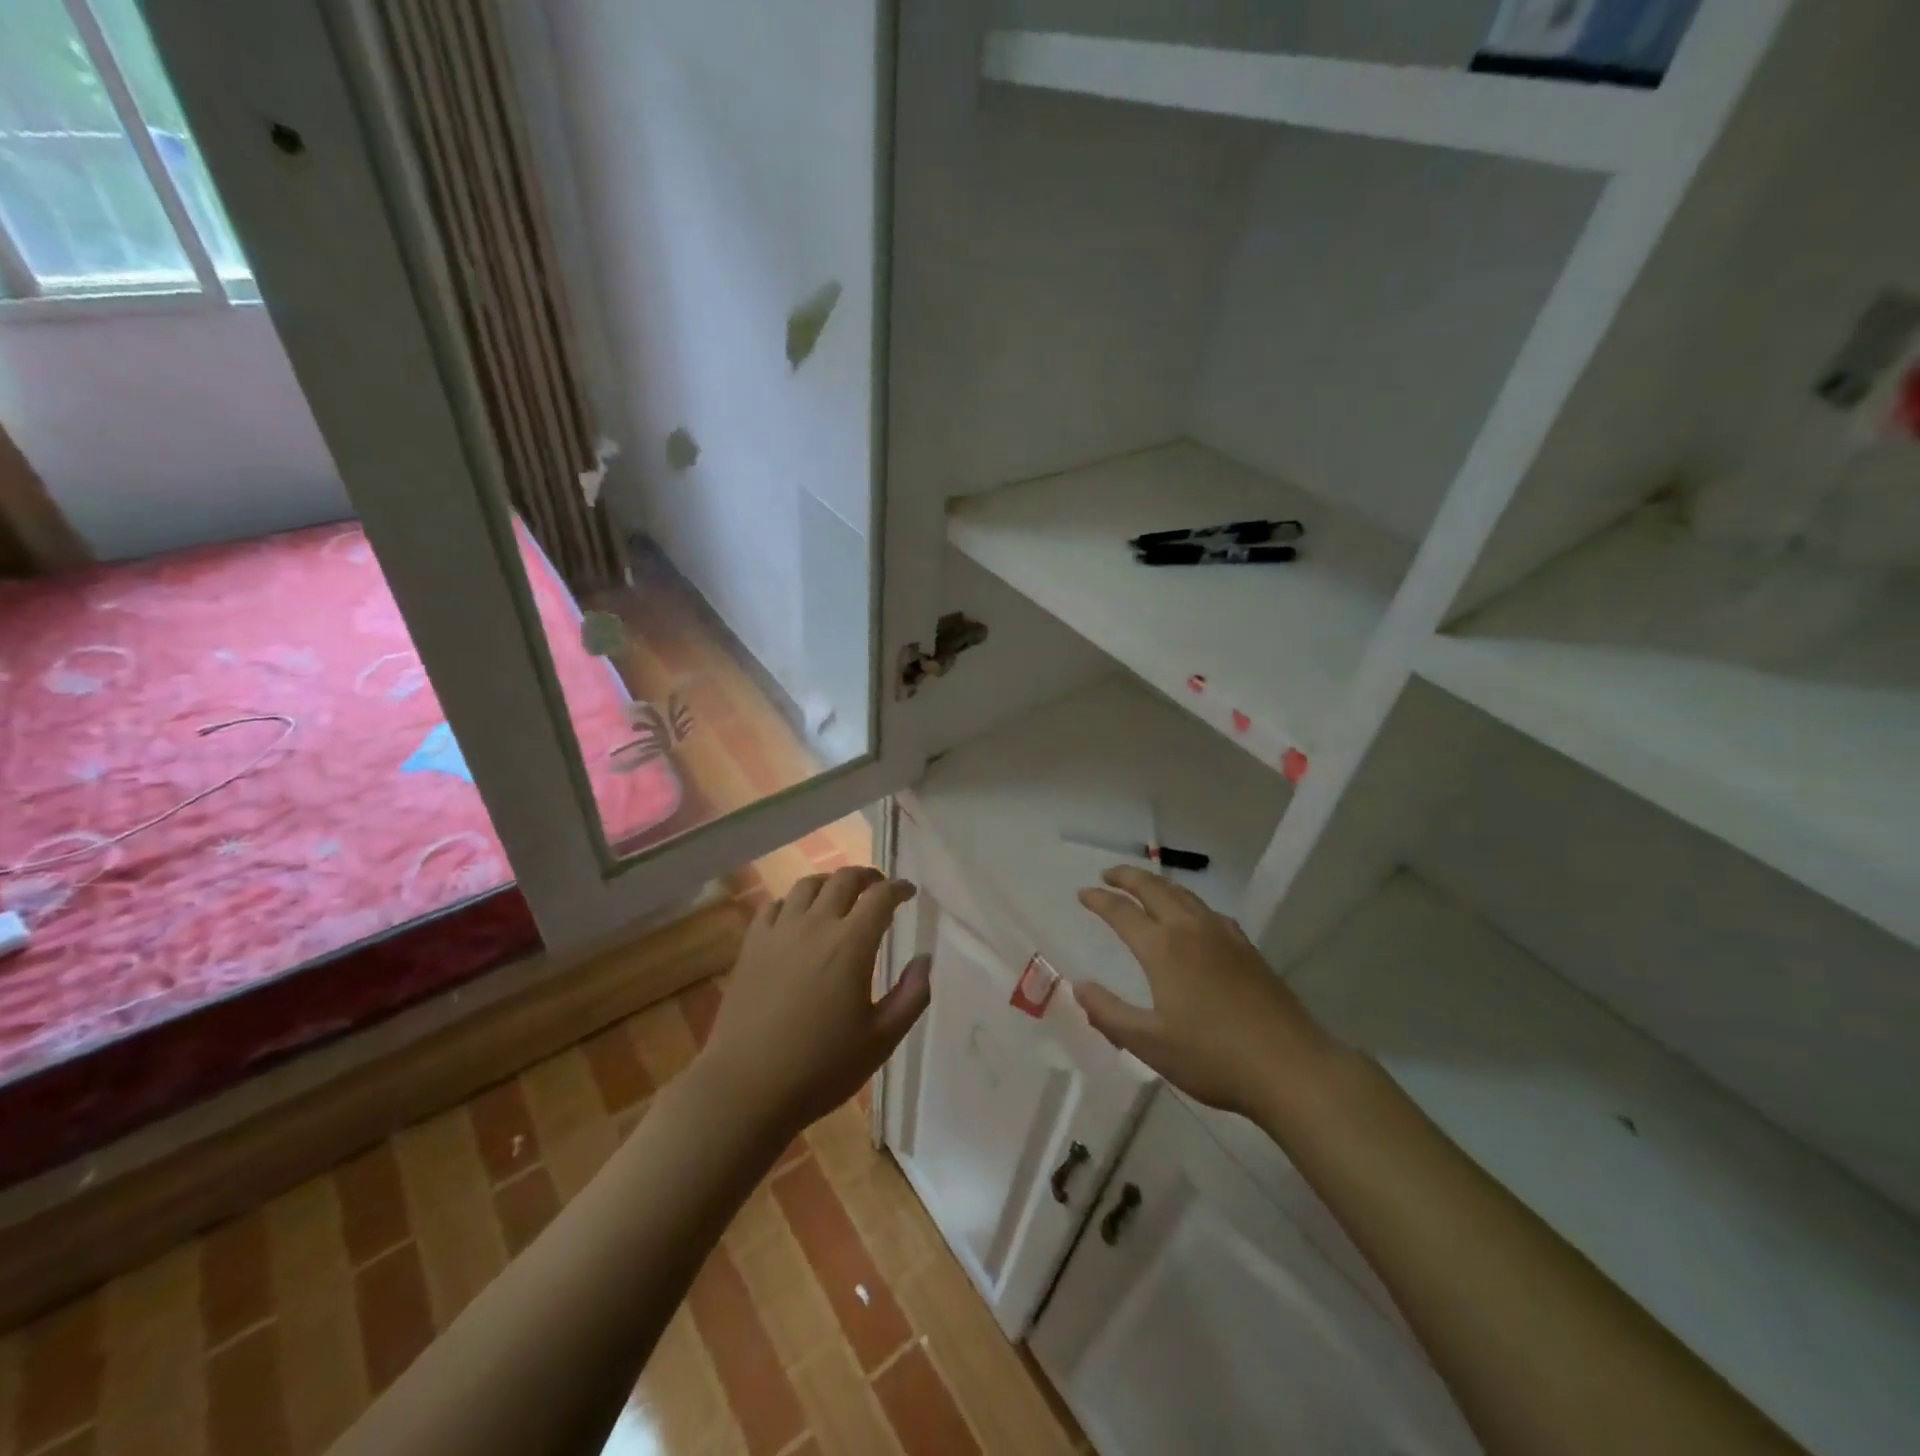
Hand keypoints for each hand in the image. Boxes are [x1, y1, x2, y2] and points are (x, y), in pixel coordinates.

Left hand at [700, 866, 930, 1141]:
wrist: (746, 1088)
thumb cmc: (821, 1067)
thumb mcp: (881, 1040)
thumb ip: (912, 996)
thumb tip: (924, 959)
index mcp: (851, 944)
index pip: (880, 897)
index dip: (899, 888)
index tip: (909, 892)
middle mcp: (815, 925)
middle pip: (844, 880)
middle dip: (867, 877)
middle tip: (878, 888)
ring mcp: (778, 932)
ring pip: (807, 885)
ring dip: (830, 883)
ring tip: (840, 896)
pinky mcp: (751, 946)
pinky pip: (774, 906)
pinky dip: (793, 902)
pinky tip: (797, 917)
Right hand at [1075, 866, 1342, 1121]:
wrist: (1290, 1067)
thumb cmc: (1212, 1057)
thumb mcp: (1149, 1044)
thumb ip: (1109, 1014)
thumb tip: (1079, 987)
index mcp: (1162, 948)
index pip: (1122, 912)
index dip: (1099, 900)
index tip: (1083, 893)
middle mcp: (1191, 930)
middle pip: (1154, 889)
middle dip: (1128, 877)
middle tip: (1108, 874)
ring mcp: (1224, 936)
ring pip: (1185, 895)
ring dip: (1158, 884)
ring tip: (1145, 886)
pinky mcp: (1248, 949)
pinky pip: (1209, 911)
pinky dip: (1189, 902)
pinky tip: (1194, 917)